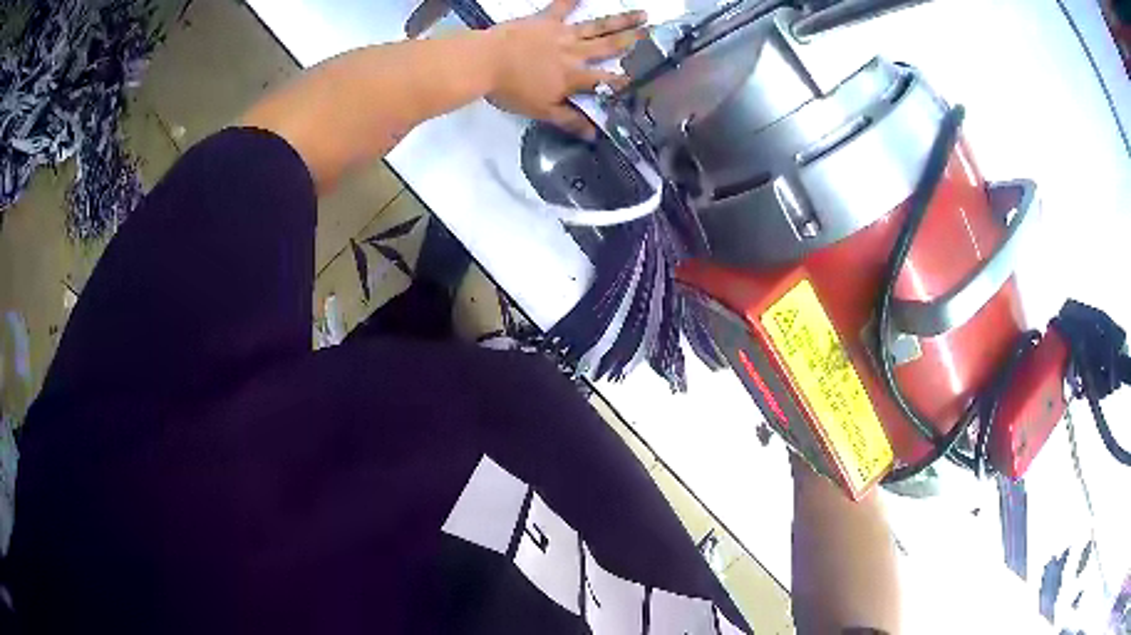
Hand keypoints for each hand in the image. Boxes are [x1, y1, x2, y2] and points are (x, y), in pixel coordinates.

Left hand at [486, 0, 646, 137]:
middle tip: (654, 33)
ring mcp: (562, 33)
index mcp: (574, 76)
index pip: (605, 80)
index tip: (641, 78)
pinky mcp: (546, 19)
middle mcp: (575, 53)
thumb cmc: (510, 89)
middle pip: (609, 46)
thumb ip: (569, 120)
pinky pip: (562, 6)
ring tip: (642, 13)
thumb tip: (594, 136)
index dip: (622, 80)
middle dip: (634, 41)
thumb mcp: (541, 110)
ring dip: (621, 20)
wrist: (484, 61)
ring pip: (597, 26)